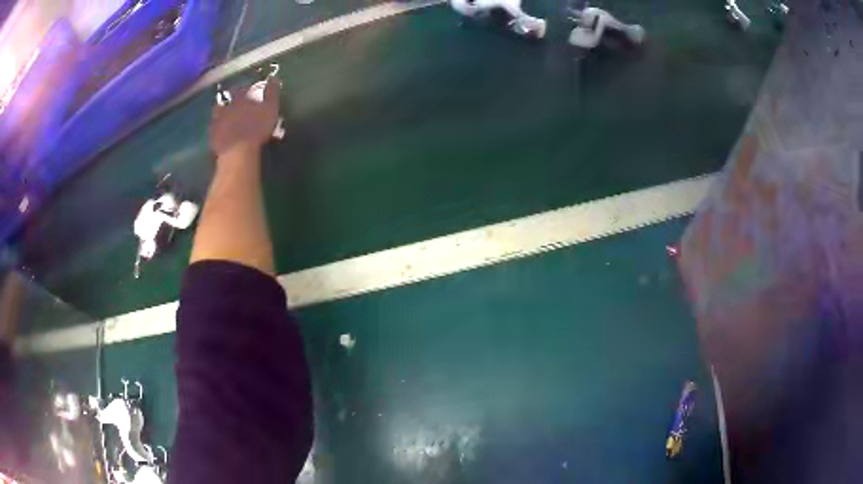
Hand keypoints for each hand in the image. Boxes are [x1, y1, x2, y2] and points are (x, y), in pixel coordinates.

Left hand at [210, 77, 281, 157]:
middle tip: (233, 106)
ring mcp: (217, 122)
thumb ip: (271, 92)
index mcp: (240, 99)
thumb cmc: (257, 127)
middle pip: (225, 101)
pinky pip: (213, 132)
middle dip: (228, 102)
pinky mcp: (213, 137)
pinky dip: (217, 131)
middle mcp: (226, 107)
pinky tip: (221, 135)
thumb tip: (273, 77)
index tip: (247, 91)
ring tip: (225, 120)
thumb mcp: (270, 108)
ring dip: (220, 115)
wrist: (238, 150)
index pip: (241, 89)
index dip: (244, 89)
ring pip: (216, 115)